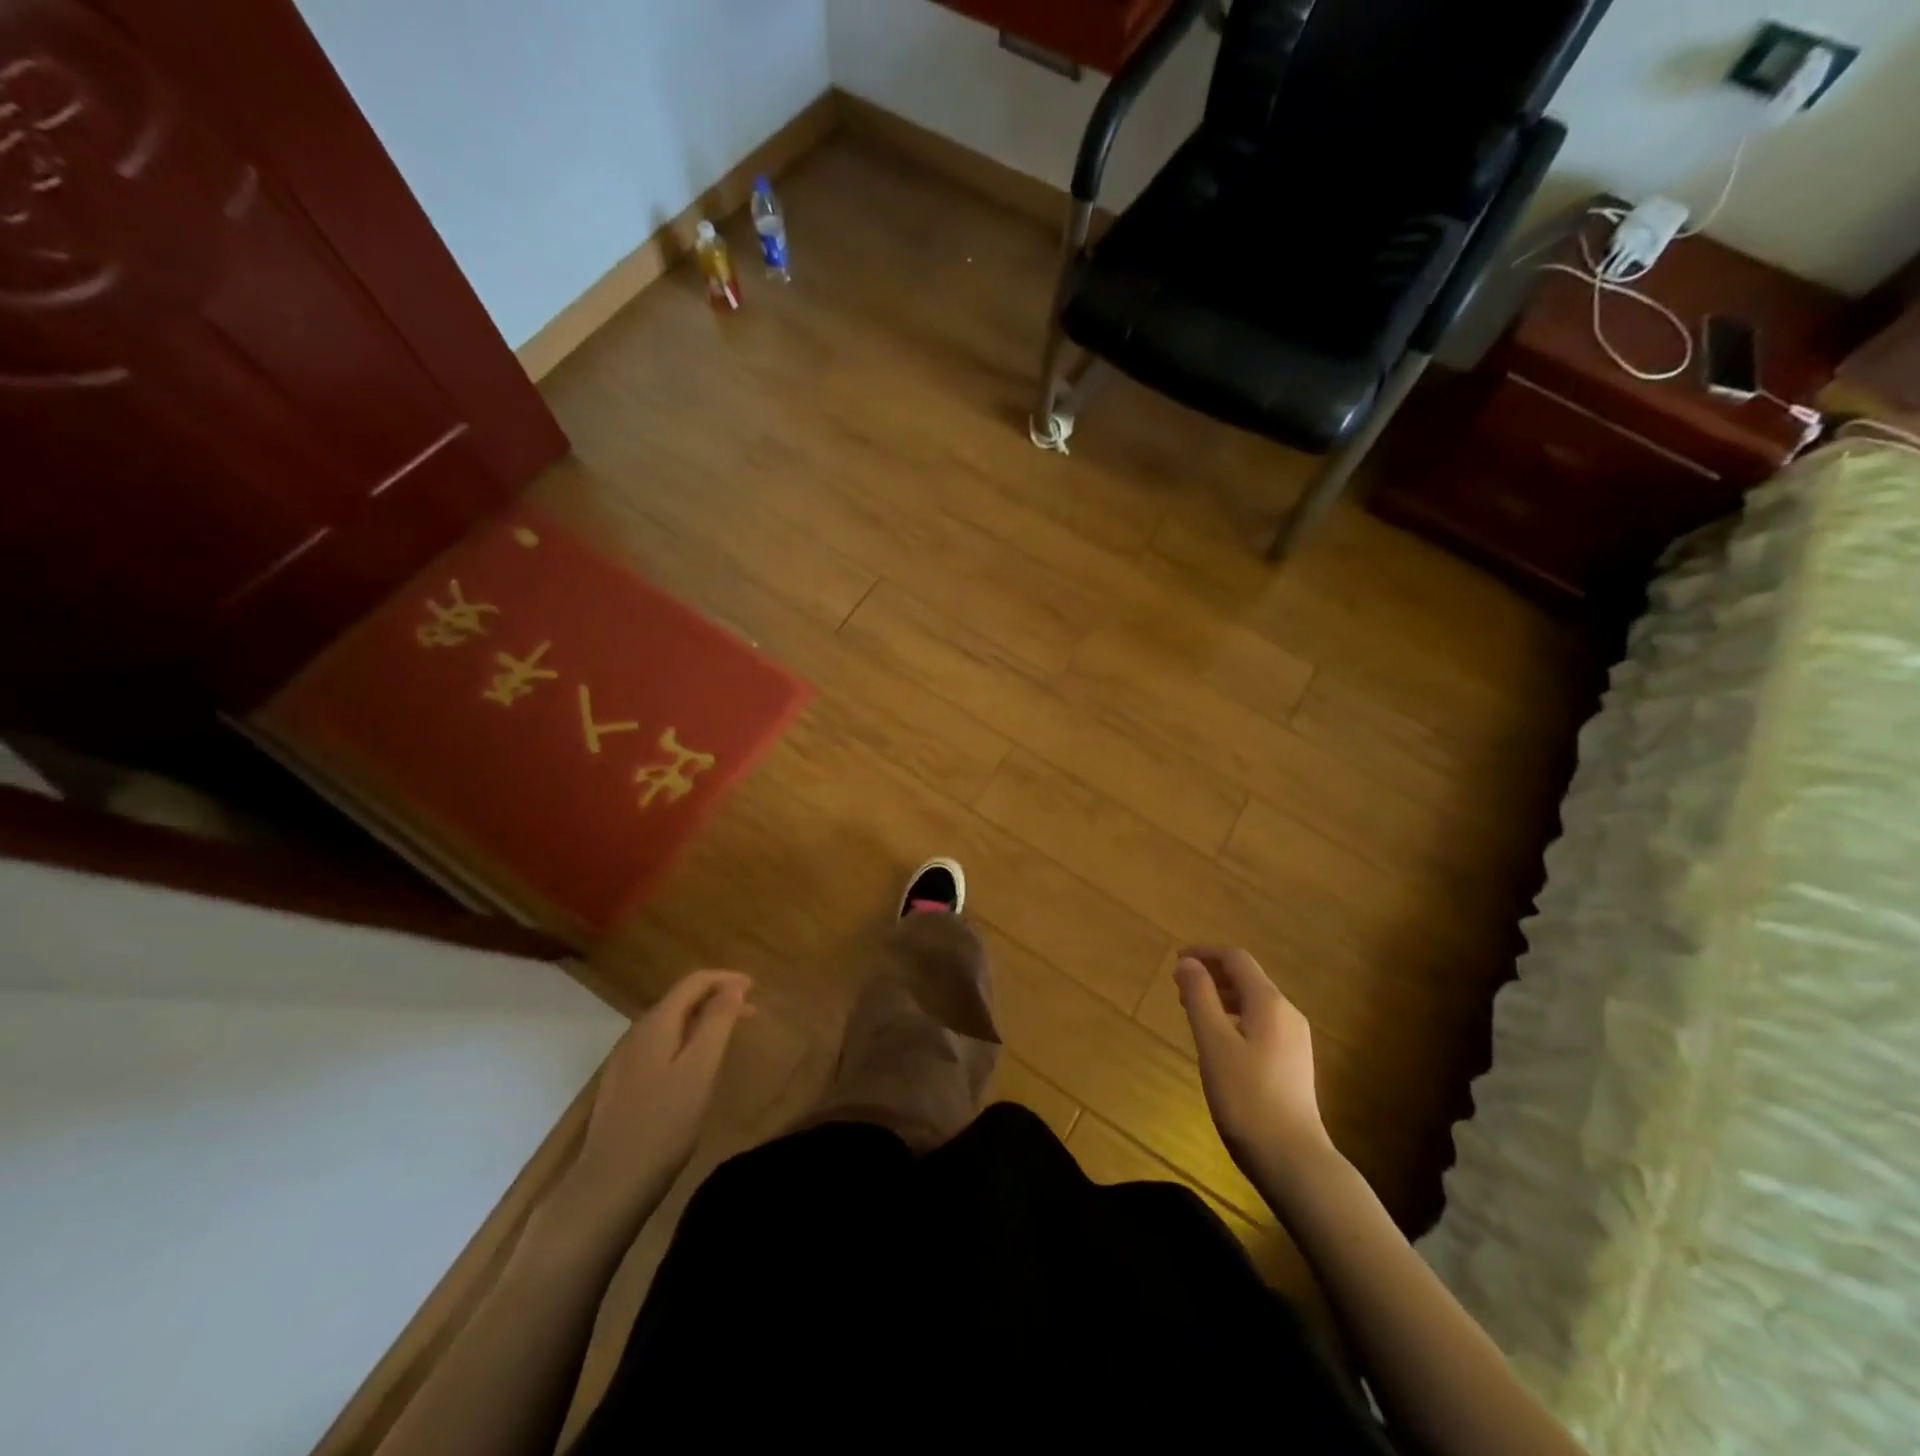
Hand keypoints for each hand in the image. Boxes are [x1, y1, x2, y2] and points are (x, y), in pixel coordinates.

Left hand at [560, 970, 752, 1227]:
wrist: (609, 1184)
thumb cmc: (663, 1124)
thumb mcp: (700, 1070)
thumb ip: (717, 1023)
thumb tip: (733, 987)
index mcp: (656, 1024)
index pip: (694, 982)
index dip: (726, 978)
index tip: (756, 988)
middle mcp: (637, 1033)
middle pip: (681, 1000)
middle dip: (718, 998)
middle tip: (752, 1011)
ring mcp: (626, 1059)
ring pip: (671, 1023)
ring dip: (703, 1019)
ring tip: (730, 1034)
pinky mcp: (624, 1083)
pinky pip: (661, 1044)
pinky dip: (687, 1039)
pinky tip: (697, 1063)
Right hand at [1175, 947, 1332, 1188]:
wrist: (1293, 1159)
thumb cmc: (1246, 1097)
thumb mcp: (1213, 1043)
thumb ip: (1200, 997)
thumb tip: (1188, 963)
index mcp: (1269, 1002)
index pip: (1236, 958)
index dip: (1205, 953)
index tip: (1176, 960)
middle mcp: (1287, 1013)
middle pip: (1248, 978)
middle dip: (1212, 975)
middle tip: (1179, 988)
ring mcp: (1295, 1039)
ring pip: (1254, 1002)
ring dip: (1222, 997)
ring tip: (1193, 1011)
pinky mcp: (1294, 1062)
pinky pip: (1261, 1022)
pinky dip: (1235, 1018)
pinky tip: (1219, 1041)